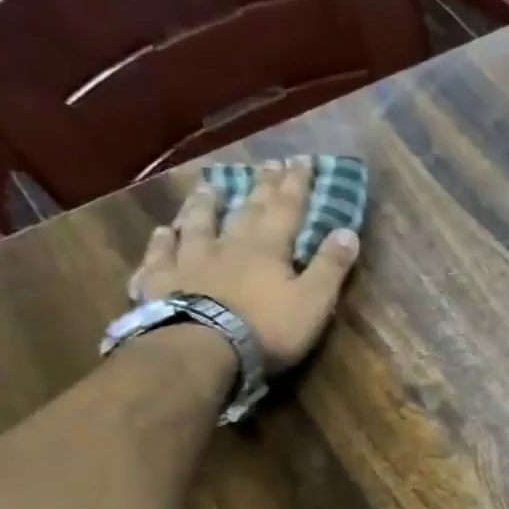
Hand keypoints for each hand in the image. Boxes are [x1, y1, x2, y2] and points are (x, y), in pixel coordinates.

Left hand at [132, 159, 360, 370]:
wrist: (201, 350)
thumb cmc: (266, 327)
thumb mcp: (314, 301)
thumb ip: (331, 266)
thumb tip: (348, 231)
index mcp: (268, 247)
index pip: (287, 207)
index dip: (297, 183)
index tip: (303, 159)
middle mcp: (228, 244)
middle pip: (246, 209)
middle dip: (261, 186)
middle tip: (267, 164)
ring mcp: (189, 261)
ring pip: (198, 223)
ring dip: (206, 204)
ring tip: (210, 187)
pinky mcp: (159, 282)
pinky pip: (160, 256)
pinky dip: (163, 241)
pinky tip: (163, 232)